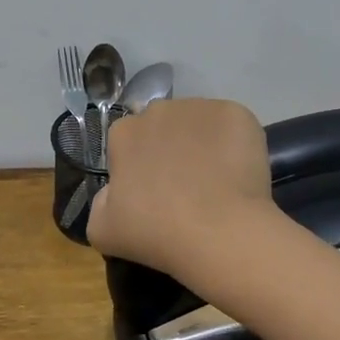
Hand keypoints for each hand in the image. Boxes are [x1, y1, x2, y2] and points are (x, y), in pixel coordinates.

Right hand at [87, 98, 275, 279]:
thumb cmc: (155, 232)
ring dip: (202, 144)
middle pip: (162, 127)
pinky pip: (232, 127)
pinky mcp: (237, 114)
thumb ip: (101, 201)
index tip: (150, 193)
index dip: (138, 166)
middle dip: (169, 149)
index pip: (126, 142)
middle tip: (183, 187)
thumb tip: (115, 190)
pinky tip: (238, 175)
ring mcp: (201, 108)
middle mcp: (159, 109)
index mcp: (123, 132)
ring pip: (198, 124)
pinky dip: (235, 144)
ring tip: (215, 182)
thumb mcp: (102, 228)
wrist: (219, 232)